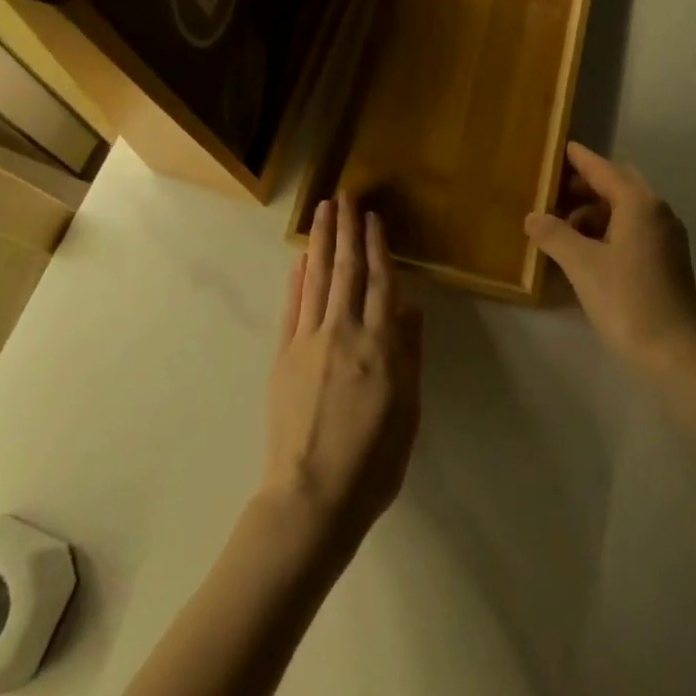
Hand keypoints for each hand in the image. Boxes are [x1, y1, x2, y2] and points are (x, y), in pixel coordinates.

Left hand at [258, 194, 422, 559]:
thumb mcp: (408, 413)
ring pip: (318, 279)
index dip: (378, 246)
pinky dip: (297, 279)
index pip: (381, 282)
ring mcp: (309, 341)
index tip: (373, 217)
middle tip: (344, 195)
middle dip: (346, 229)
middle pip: (347, 270)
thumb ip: (410, 355)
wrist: (311, 500)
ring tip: (323, 210)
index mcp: (380, 347)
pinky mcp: (284, 356)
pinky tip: (301, 258)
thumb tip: (412, 308)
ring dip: (321, 241)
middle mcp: (344, 333)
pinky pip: (292, 307)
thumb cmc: (372, 463)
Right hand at [525, 142, 695, 375]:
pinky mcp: (668, 261)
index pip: (604, 170)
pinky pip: (634, 229)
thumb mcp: (582, 265)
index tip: (560, 148)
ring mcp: (667, 238)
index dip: (580, 159)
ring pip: (627, 209)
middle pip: (618, 185)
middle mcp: (657, 212)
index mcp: (639, 204)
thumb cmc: (628, 301)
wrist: (677, 355)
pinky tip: (587, 249)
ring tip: (563, 227)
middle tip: (554, 192)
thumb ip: (554, 235)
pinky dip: (609, 229)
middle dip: (587, 185)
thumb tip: (532, 217)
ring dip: (596, 210)